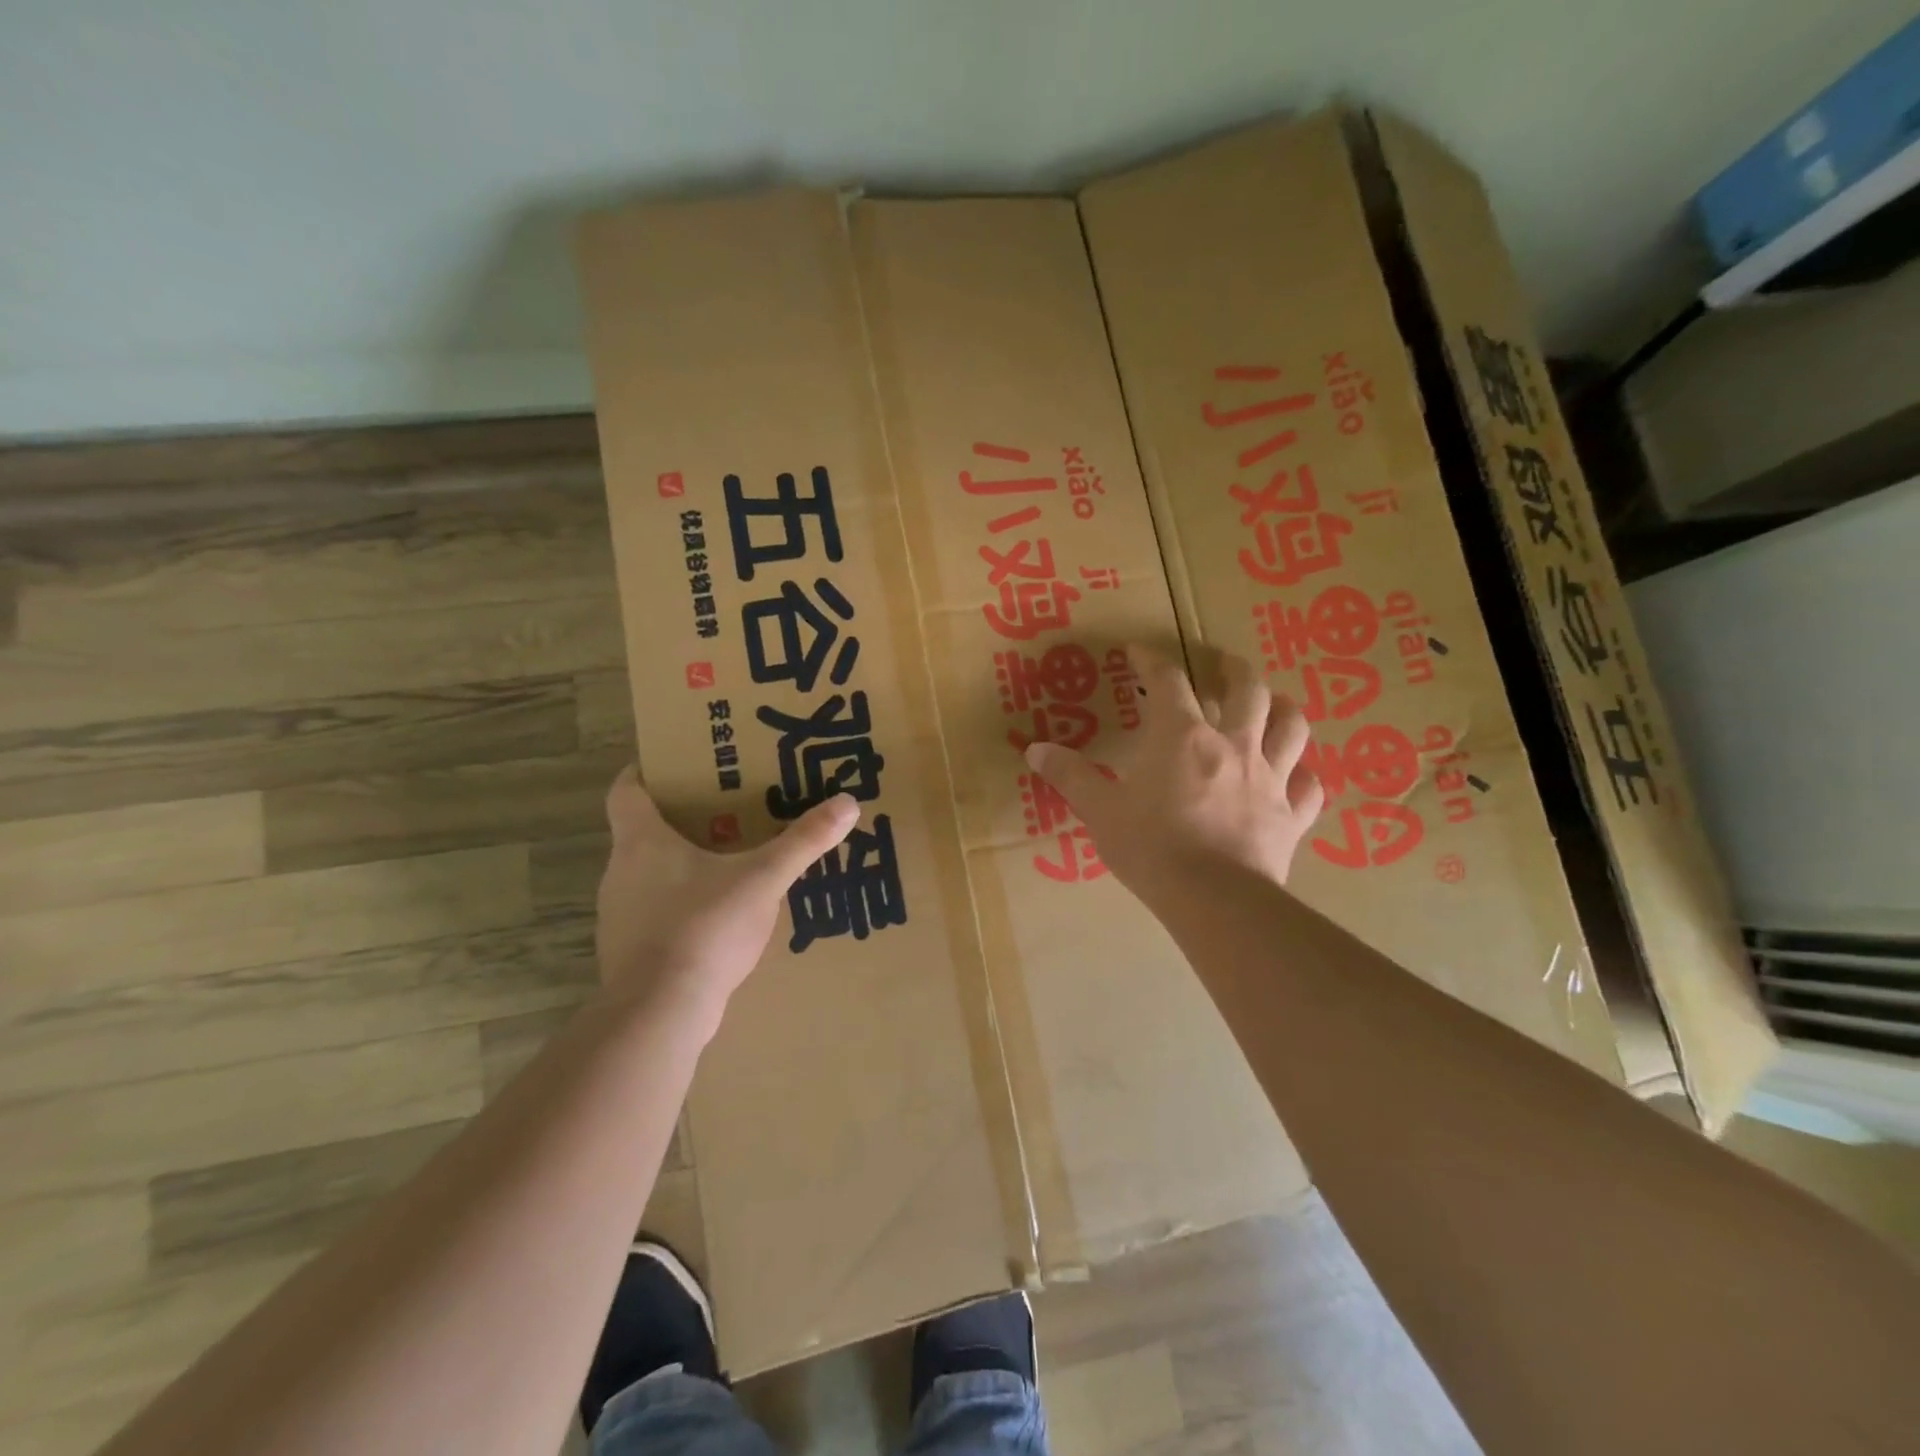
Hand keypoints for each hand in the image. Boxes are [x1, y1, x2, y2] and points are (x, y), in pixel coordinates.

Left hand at [595, 769, 857, 1030]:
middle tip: (723, 811)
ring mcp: (619, 916)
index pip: (626, 791)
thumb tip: (848, 804)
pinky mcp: (627, 953)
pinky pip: (654, 915)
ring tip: (726, 863)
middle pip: (641, 832)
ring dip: (679, 866)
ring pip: (647, 876)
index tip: (672, 765)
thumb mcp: (764, 879)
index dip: (645, 772)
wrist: (661, 1011)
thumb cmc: (704, 926)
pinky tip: (716, 918)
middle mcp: (620, 872)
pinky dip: (679, 907)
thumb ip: (804, 841)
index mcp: (642, 841)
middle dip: (679, 820)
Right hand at [1024, 645, 1323, 900]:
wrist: (1213, 899)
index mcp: (1182, 736)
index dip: (1151, 661)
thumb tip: (1035, 750)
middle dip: (1234, 670)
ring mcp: (1269, 778)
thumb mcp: (1100, 811)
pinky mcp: (1292, 816)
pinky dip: (1303, 776)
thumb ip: (1070, 777)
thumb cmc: (1151, 848)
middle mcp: (1232, 744)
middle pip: (1247, 689)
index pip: (1168, 681)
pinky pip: (1309, 787)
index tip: (1138, 653)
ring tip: (1271, 705)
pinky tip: (1295, 776)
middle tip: (1224, 666)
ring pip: (1292, 727)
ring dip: (1282, 709)